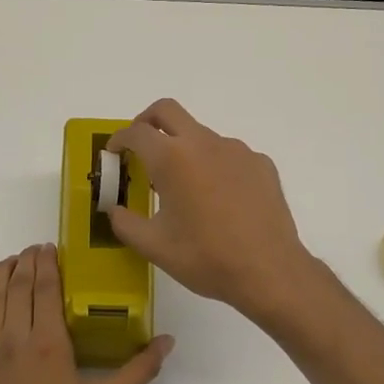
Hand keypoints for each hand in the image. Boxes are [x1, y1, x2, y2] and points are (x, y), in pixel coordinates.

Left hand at [0, 244, 172, 383]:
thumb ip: (138, 372)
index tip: (51, 248)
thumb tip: (167, 341)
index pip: (46, 288)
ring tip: (10, 263)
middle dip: (26, 263)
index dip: (48, 263)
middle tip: (34, 250)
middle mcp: (13, 340)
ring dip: (0, 277)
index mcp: (48, 344)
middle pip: (17, 288)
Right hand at [106, 99, 321, 326]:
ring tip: (183, 187)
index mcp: (173, 159)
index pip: (137, 132)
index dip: (119, 140)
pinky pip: (229, 154)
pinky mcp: (261, 164)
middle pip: (167, 111)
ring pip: (201, 135)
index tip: (114, 154)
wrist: (269, 271)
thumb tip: (115, 210)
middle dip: (146, 121)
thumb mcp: (154, 247)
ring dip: (183, 149)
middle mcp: (205, 143)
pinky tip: (218, 199)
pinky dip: (214, 166)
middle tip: (139, 147)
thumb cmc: (205, 258)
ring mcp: (237, 150)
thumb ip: (125, 223)